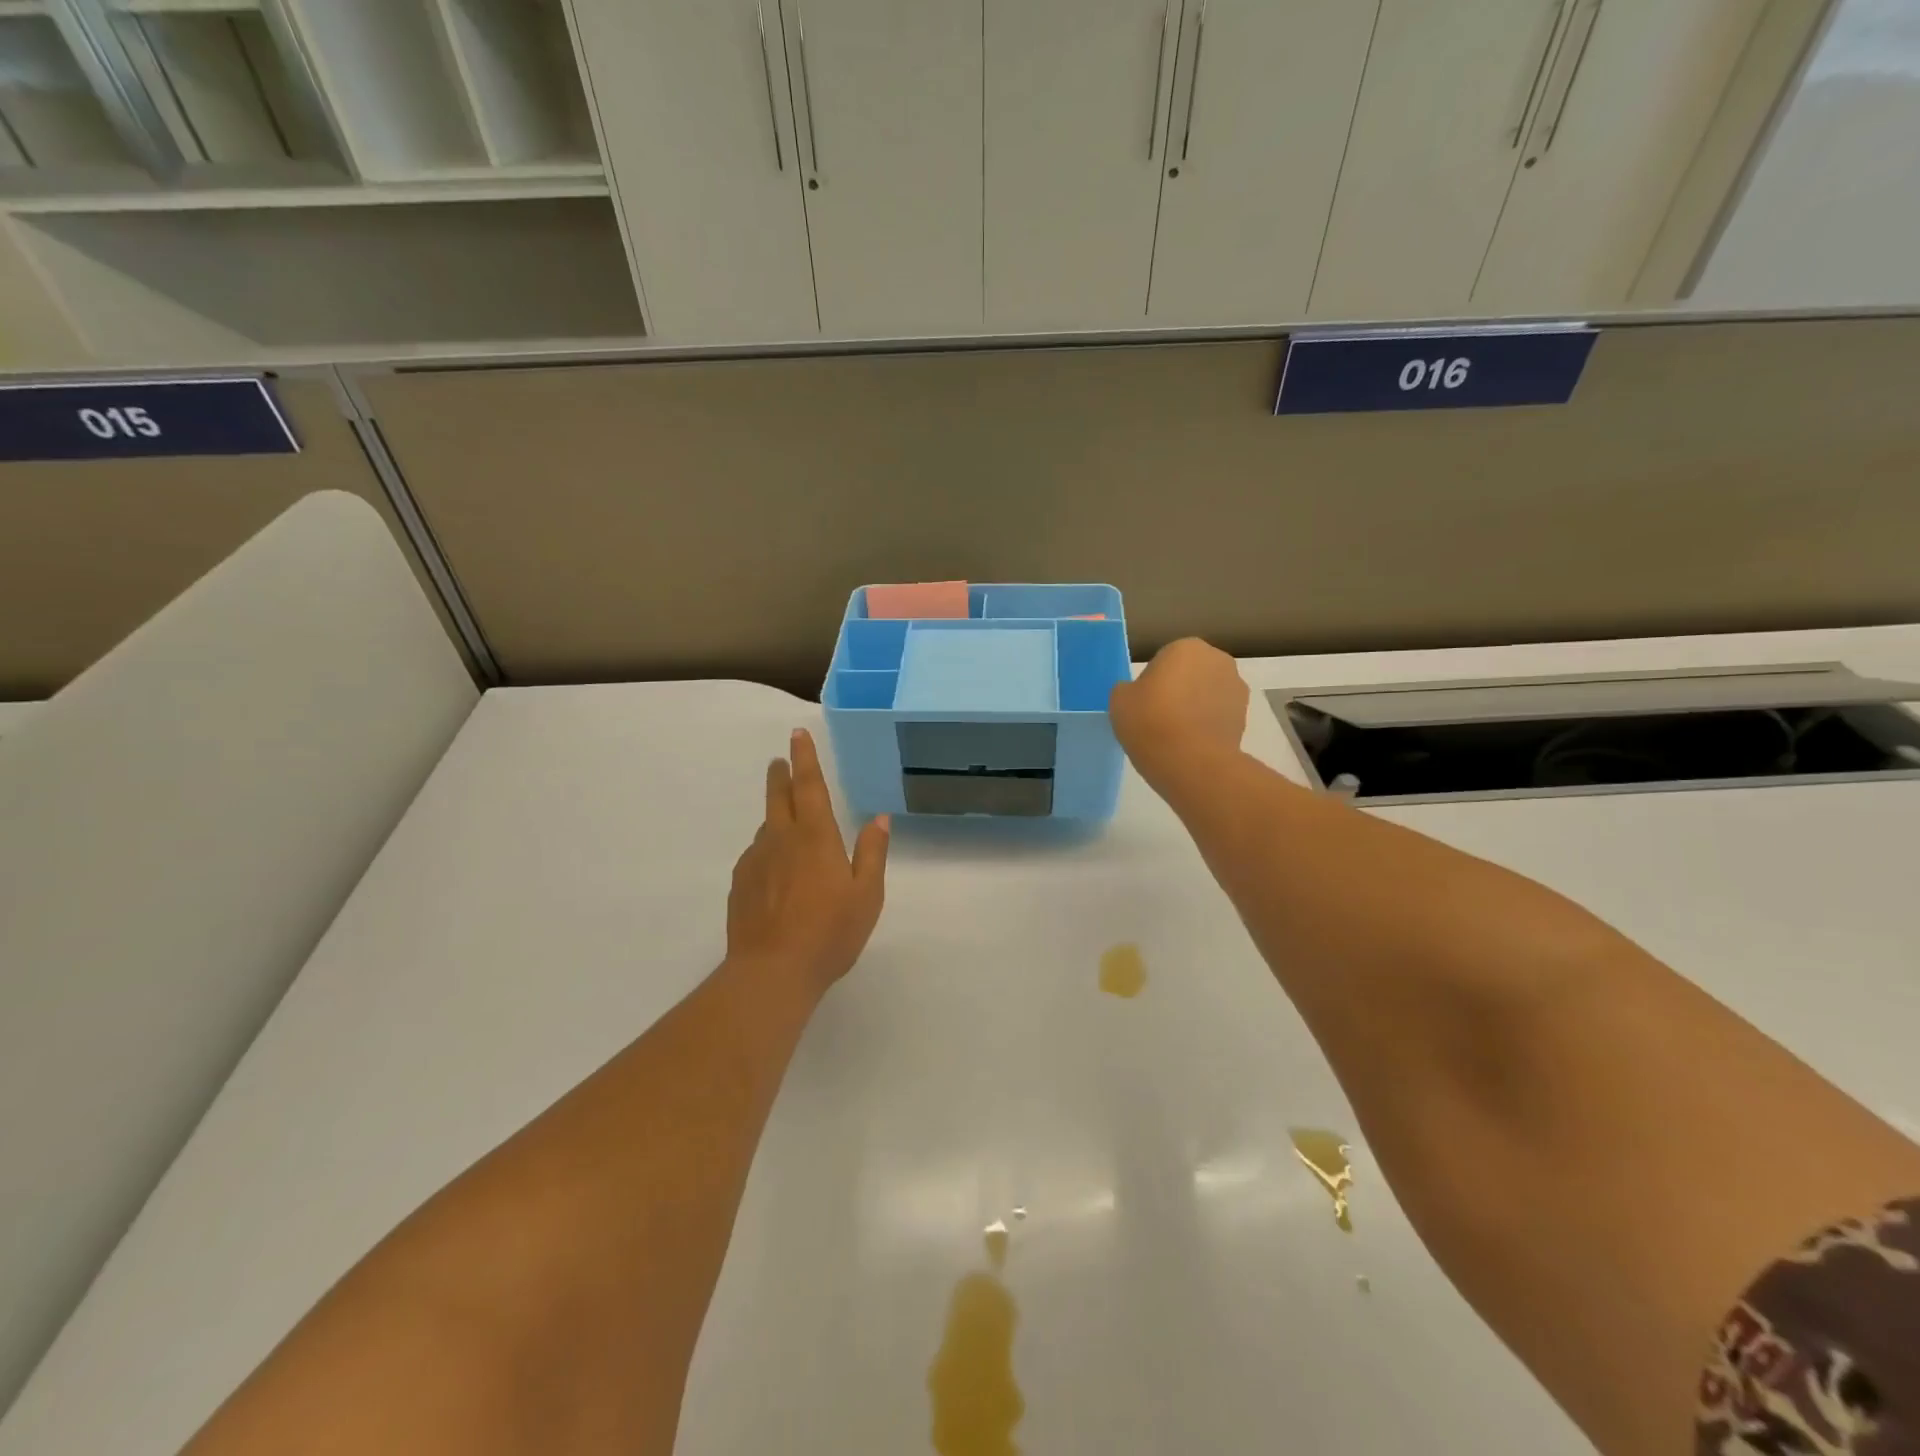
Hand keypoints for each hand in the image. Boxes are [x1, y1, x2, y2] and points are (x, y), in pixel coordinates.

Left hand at [727, 728, 889, 1000]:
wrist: (772, 972)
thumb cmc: (830, 932)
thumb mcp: (867, 894)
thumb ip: (872, 853)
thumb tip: (879, 818)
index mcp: (815, 837)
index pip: (809, 786)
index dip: (805, 758)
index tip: (797, 735)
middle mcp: (781, 840)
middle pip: (778, 797)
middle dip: (780, 775)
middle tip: (779, 760)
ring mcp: (756, 862)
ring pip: (765, 827)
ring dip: (774, 815)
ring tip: (784, 821)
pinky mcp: (740, 884)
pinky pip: (755, 855)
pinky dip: (765, 849)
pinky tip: (773, 868)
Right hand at [1109, 638, 1249, 771]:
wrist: (1192, 763)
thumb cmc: (1151, 722)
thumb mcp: (1119, 700)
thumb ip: (1129, 689)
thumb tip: (1139, 694)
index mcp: (1186, 647)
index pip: (1164, 659)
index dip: (1152, 682)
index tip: (1144, 703)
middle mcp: (1217, 660)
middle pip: (1190, 673)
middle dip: (1178, 690)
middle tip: (1158, 717)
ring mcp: (1236, 688)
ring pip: (1207, 694)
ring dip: (1196, 707)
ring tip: (1177, 735)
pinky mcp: (1245, 717)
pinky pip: (1218, 715)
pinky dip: (1208, 725)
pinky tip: (1192, 745)